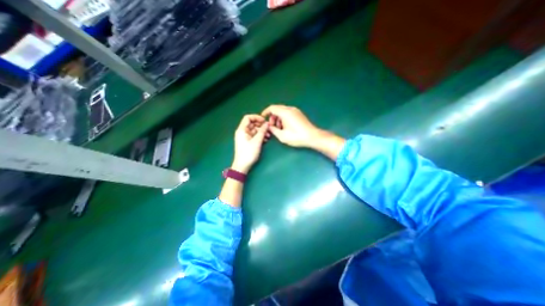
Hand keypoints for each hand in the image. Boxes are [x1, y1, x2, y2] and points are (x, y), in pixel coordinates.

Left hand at [231, 113, 269, 173]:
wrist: (242, 165)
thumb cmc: (248, 153)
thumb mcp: (257, 141)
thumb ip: (262, 131)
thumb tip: (267, 124)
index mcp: (242, 130)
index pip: (248, 118)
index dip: (256, 117)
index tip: (264, 121)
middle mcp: (243, 132)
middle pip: (252, 124)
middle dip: (261, 125)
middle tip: (268, 128)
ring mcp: (245, 137)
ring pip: (254, 130)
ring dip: (262, 131)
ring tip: (269, 136)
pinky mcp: (248, 142)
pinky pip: (254, 136)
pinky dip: (260, 136)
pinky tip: (266, 140)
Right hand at [260, 105, 319, 148]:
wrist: (312, 136)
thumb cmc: (296, 136)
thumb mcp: (282, 136)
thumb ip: (273, 130)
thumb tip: (269, 126)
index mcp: (285, 112)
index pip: (272, 108)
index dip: (266, 112)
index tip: (263, 118)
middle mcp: (290, 109)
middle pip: (277, 109)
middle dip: (272, 117)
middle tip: (272, 126)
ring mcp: (296, 111)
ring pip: (283, 111)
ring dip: (278, 118)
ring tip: (279, 128)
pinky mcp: (299, 114)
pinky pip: (288, 113)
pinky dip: (284, 118)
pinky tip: (285, 127)